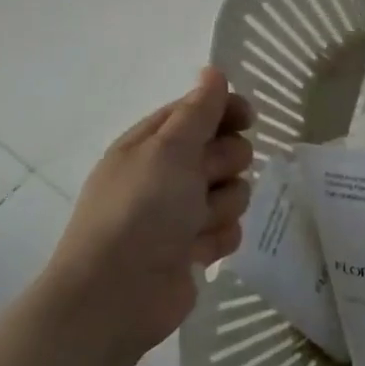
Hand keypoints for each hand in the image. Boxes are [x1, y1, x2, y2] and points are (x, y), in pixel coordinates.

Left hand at [41, 67, 254, 362]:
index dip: (227, 111)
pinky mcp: (195, 247)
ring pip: (234, 192)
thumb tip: (213, 70)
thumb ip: (198, 111)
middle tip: (203, 181)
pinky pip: (230, 229)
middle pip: (226, 152)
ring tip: (195, 225)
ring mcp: (181, 213)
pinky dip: (217, 238)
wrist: (116, 294)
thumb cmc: (139, 211)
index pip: (200, 112)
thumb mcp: (169, 150)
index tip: (248, 118)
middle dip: (224, 166)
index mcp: (152, 145)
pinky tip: (196, 251)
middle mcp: (167, 174)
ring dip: (222, 206)